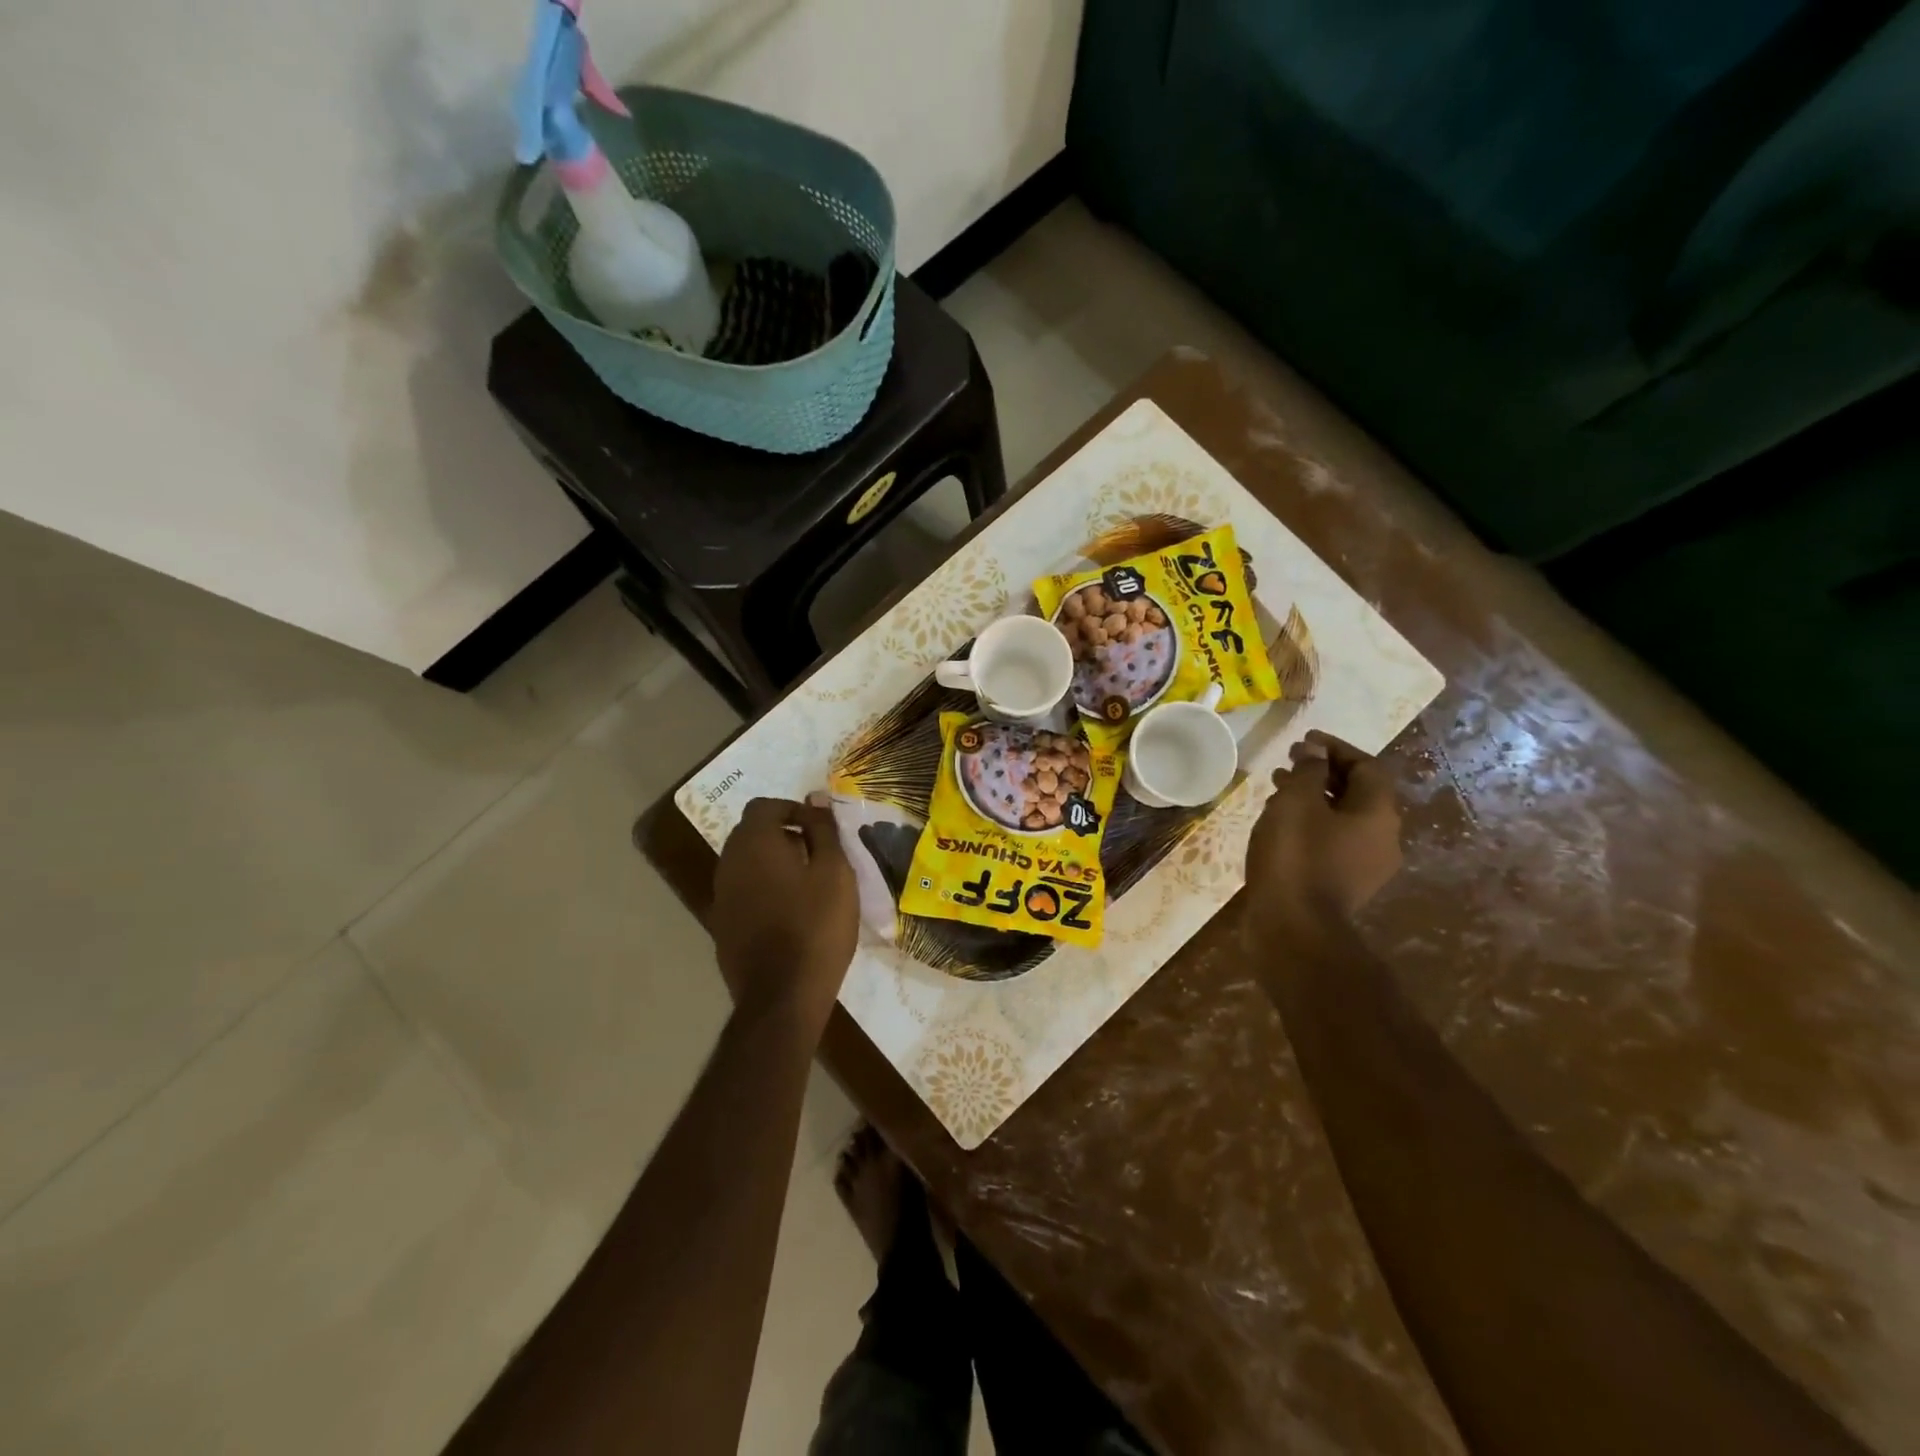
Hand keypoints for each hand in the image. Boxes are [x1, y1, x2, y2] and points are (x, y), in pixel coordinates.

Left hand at [710, 796, 858, 1036]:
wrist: (782, 996)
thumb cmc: (816, 926)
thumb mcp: (835, 872)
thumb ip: (823, 830)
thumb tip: (816, 798)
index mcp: (754, 843)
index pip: (765, 806)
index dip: (794, 810)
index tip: (821, 830)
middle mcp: (728, 863)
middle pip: (752, 833)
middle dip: (784, 836)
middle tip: (819, 857)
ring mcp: (721, 897)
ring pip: (747, 864)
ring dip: (774, 864)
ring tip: (808, 887)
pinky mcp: (722, 926)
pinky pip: (744, 892)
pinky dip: (764, 891)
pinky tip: (790, 915)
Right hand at [1244, 730, 1402, 941]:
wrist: (1294, 928)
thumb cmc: (1296, 856)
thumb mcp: (1296, 802)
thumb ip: (1308, 771)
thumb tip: (1316, 752)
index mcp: (1378, 814)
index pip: (1367, 766)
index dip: (1336, 748)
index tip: (1303, 740)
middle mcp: (1383, 838)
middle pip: (1358, 792)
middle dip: (1322, 772)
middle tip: (1288, 762)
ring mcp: (1366, 866)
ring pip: (1342, 818)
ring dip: (1313, 799)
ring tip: (1276, 790)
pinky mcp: (1344, 885)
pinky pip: (1332, 842)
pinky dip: (1310, 825)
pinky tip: (1280, 826)